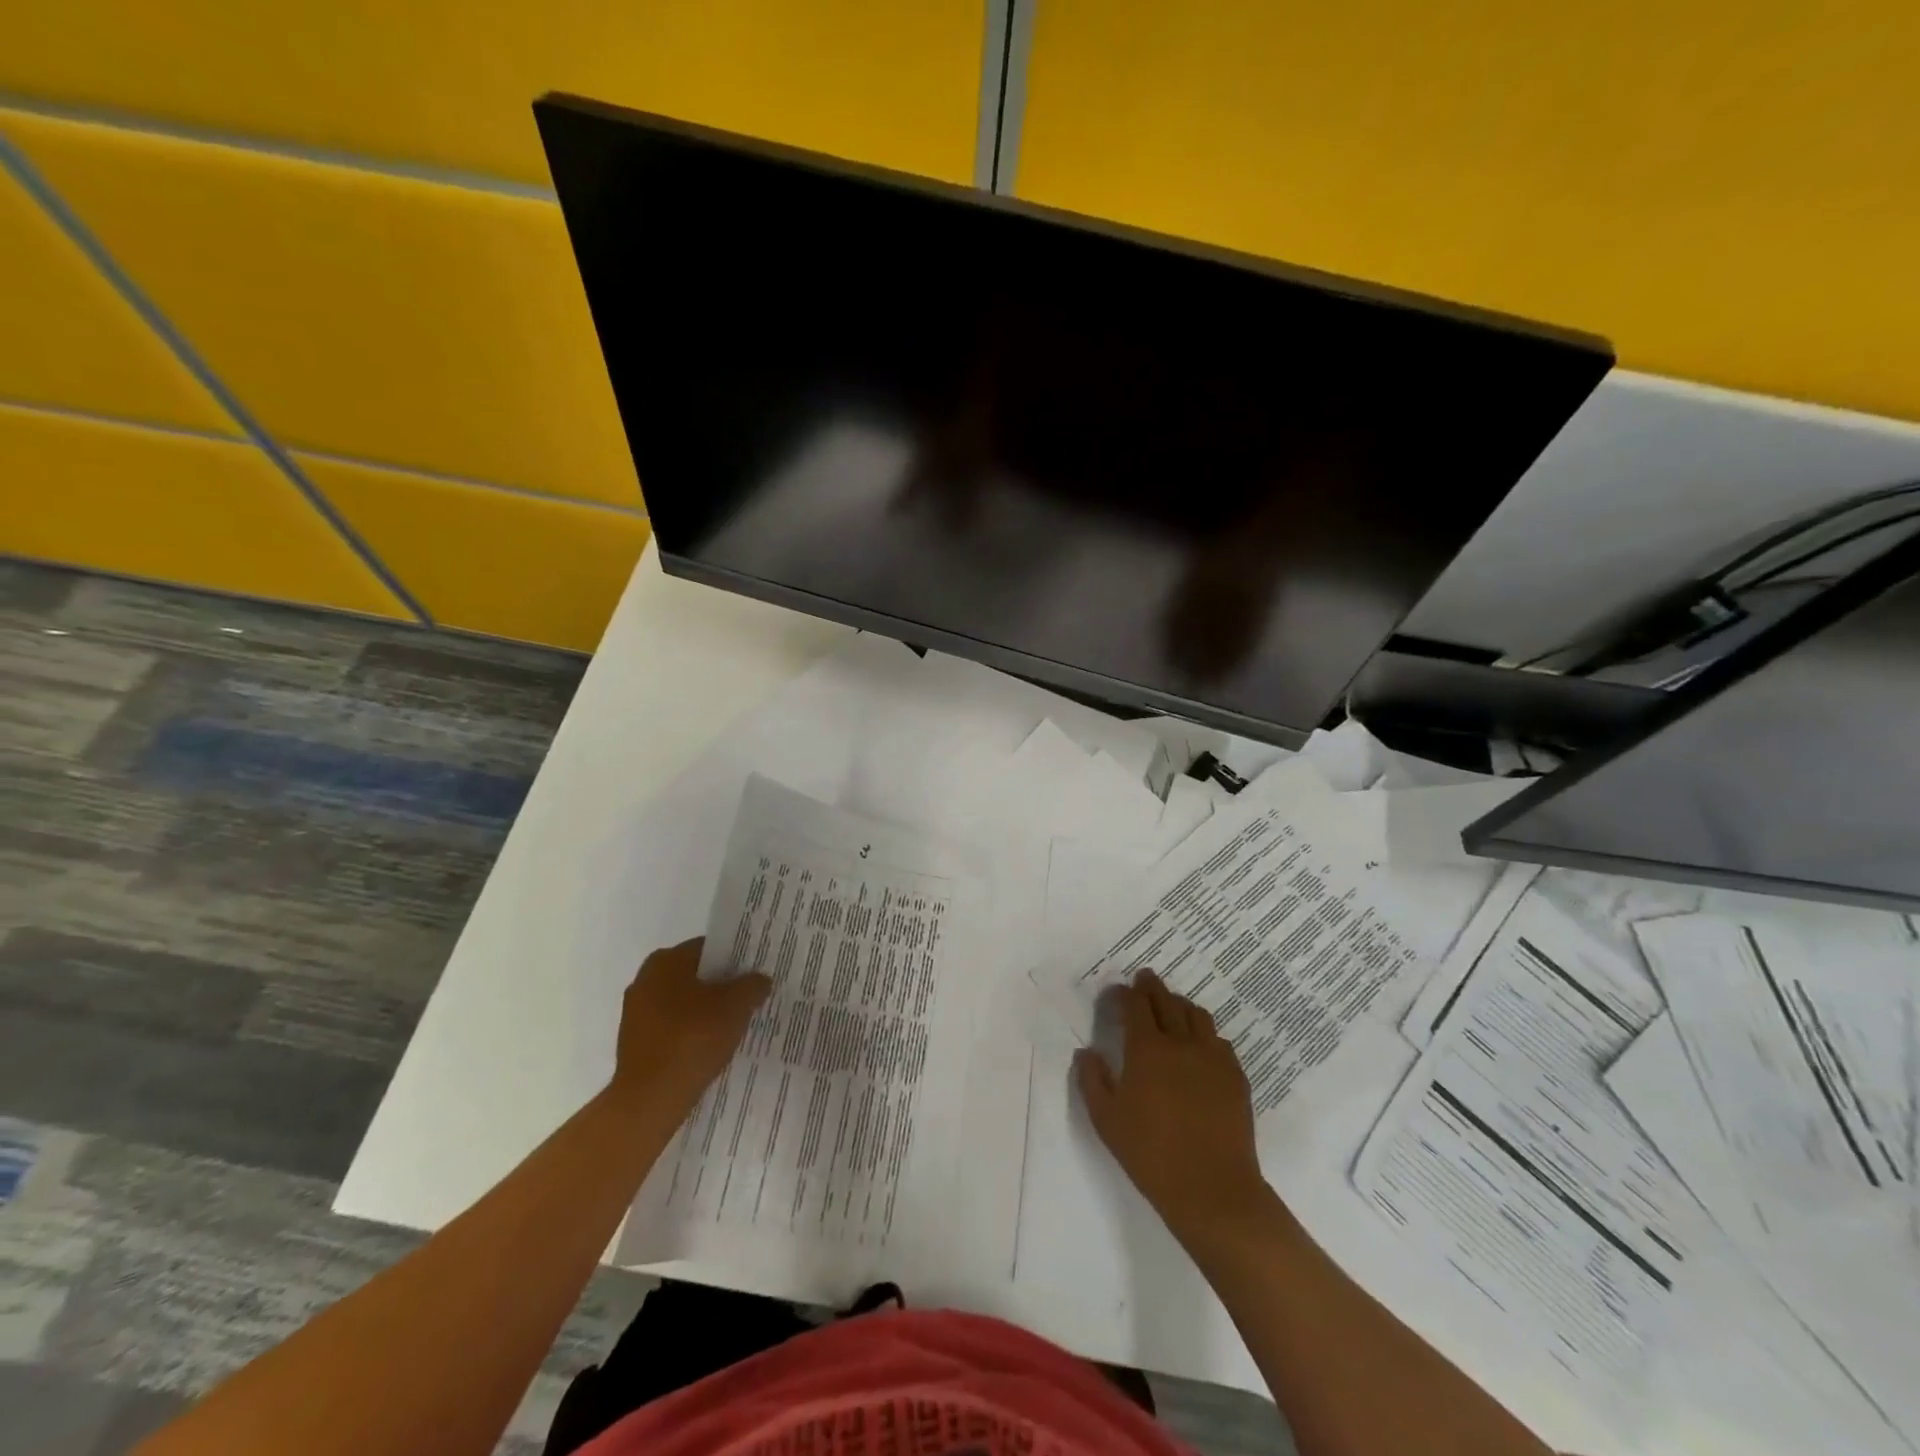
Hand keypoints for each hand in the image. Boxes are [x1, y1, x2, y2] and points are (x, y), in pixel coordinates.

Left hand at [608, 939, 769, 1115]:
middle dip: (721, 986)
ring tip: (735, 1024)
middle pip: (694, 976)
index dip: (735, 958)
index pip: (708, 948)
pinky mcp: (635, 1043)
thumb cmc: (693, 1039)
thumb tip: (760, 979)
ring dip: (706, 1011)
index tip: (755, 972)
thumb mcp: (736, 1006)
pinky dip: (690, 1033)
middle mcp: (644, 980)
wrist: (650, 1100)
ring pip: (683, 1003)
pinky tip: (711, 1047)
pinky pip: (672, 1028)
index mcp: (665, 961)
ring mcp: (635, 1014)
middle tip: (750, 997)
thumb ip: (752, 985)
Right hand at [1075, 970, 1269, 1248]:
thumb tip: (1087, 1052)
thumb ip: (1092, 1080)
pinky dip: (1204, 1033)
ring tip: (1171, 1007)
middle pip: (1166, 1001)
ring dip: (1179, 1004)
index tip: (1115, 992)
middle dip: (1152, 986)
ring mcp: (1213, 1057)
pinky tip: (1199, 1046)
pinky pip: (1218, 1041)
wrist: (1213, 1190)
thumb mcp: (1106, 1120)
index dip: (1124, 993)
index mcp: (1147, 1049)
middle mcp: (1181, 1042)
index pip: (1135, 1005)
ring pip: (1196, 1015)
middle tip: (1144, 979)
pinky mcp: (1236, 1076)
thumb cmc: (1151, 1155)